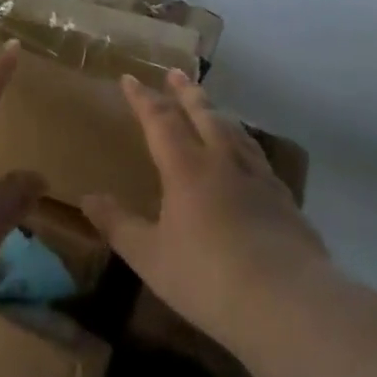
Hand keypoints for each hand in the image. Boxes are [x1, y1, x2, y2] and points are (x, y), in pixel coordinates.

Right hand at [84, 71, 328, 345]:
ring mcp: (259, 179)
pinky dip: (245, 144)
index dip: (143, 98)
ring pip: (234, 132)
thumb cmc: (208, 278)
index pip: (160, 121)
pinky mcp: (285, 200)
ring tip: (210, 106)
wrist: (289, 304)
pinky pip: (258, 158)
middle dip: (185, 92)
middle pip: (203, 114)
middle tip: (176, 72)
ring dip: (217, 113)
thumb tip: (88, 198)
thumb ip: (118, 224)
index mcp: (186, 168)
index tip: (130, 78)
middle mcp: (223, 162)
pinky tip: (248, 156)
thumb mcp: (150, 257)